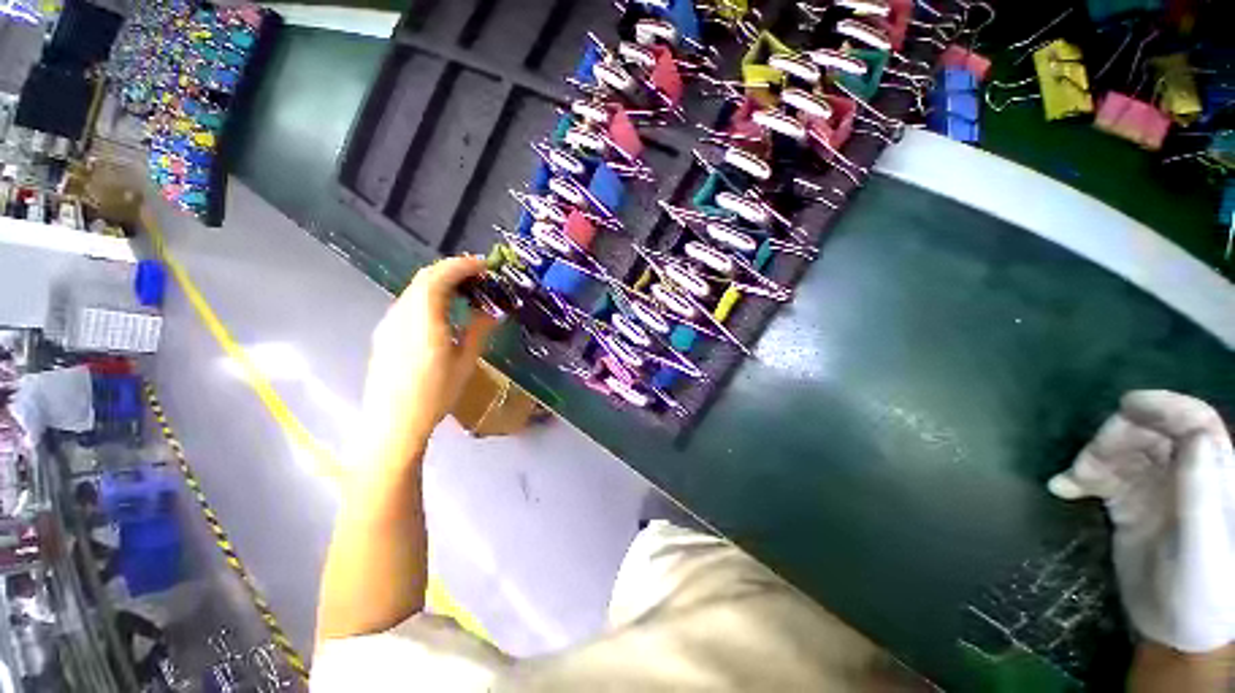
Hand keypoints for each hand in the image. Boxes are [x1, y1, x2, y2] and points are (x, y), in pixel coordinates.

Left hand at [356, 256, 496, 470]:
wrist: (393, 424)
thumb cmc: (435, 395)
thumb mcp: (465, 363)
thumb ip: (478, 331)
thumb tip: (494, 311)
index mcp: (423, 321)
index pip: (438, 278)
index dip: (462, 266)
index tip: (485, 266)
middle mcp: (402, 315)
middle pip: (424, 278)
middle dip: (453, 270)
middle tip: (479, 275)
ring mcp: (389, 323)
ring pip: (415, 289)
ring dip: (441, 282)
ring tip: (466, 290)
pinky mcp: (385, 332)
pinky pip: (409, 303)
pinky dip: (429, 296)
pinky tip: (443, 309)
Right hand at [1048, 391, 1234, 653]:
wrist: (1175, 632)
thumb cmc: (1203, 592)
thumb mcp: (1204, 547)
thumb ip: (1201, 493)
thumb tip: (1194, 435)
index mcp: (1213, 478)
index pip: (1195, 423)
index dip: (1165, 406)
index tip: (1127, 405)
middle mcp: (1183, 476)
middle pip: (1151, 434)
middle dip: (1117, 436)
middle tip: (1089, 458)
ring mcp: (1154, 491)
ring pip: (1121, 452)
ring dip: (1093, 456)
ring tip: (1075, 478)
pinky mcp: (1128, 507)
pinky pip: (1100, 479)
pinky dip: (1078, 477)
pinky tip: (1062, 488)